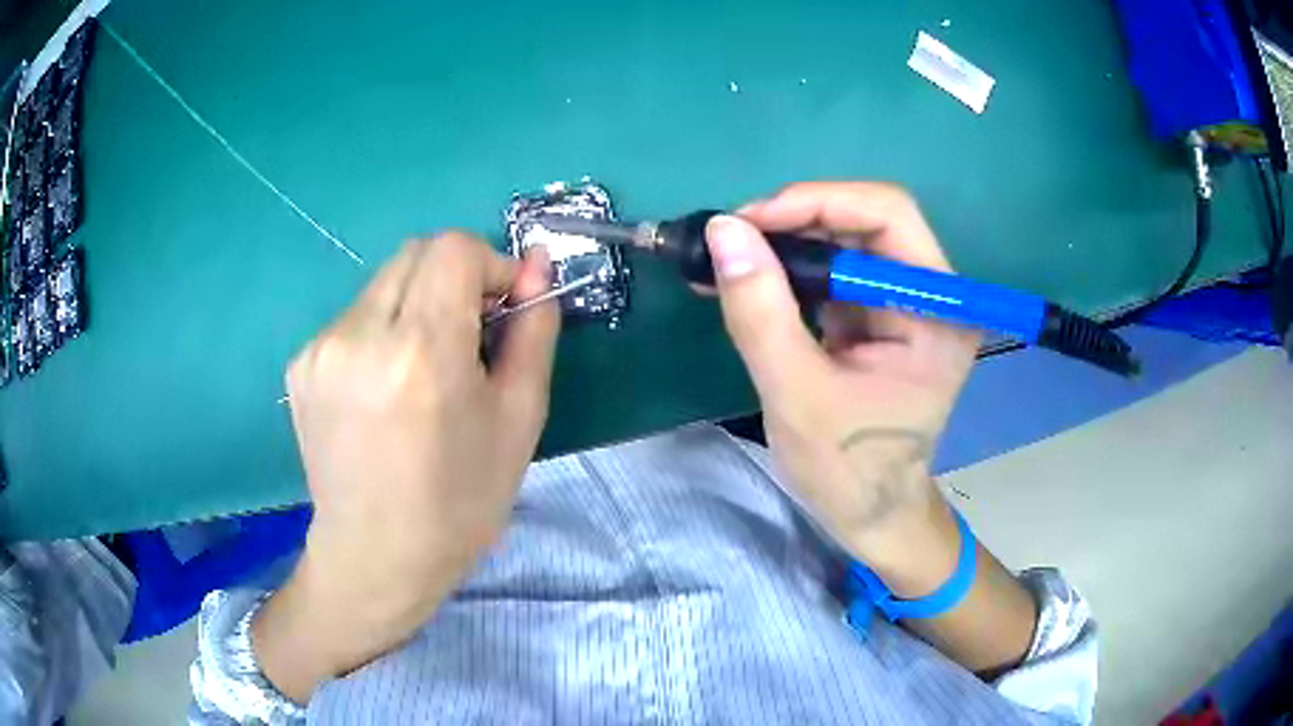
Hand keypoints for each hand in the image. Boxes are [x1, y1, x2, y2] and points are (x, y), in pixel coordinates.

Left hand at [253, 233, 559, 702]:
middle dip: (454, 278)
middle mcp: (360, 335)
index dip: (489, 266)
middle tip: (467, 336)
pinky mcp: (300, 364)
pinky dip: (382, 330)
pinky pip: (354, 316)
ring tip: (424, 369)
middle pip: (416, 252)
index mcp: (421, 351)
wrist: (376, 556)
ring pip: (384, 282)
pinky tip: (386, 387)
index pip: (454, 248)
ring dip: (416, 303)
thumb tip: (536, 266)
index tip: (500, 311)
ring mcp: (320, 348)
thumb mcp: (519, 419)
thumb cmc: (459, 502)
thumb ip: (532, 332)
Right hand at [706, 183, 979, 596]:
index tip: (750, 222)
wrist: (872, 516)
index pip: (888, 215)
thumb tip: (722, 230)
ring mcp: (907, 303)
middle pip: (866, 221)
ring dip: (785, 243)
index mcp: (936, 310)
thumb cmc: (849, 471)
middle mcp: (931, 294)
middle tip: (732, 239)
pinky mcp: (880, 317)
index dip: (818, 202)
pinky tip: (746, 279)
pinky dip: (789, 270)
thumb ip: (760, 311)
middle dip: (795, 221)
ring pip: (845, 241)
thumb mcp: (797, 394)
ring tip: (727, 258)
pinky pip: (834, 272)